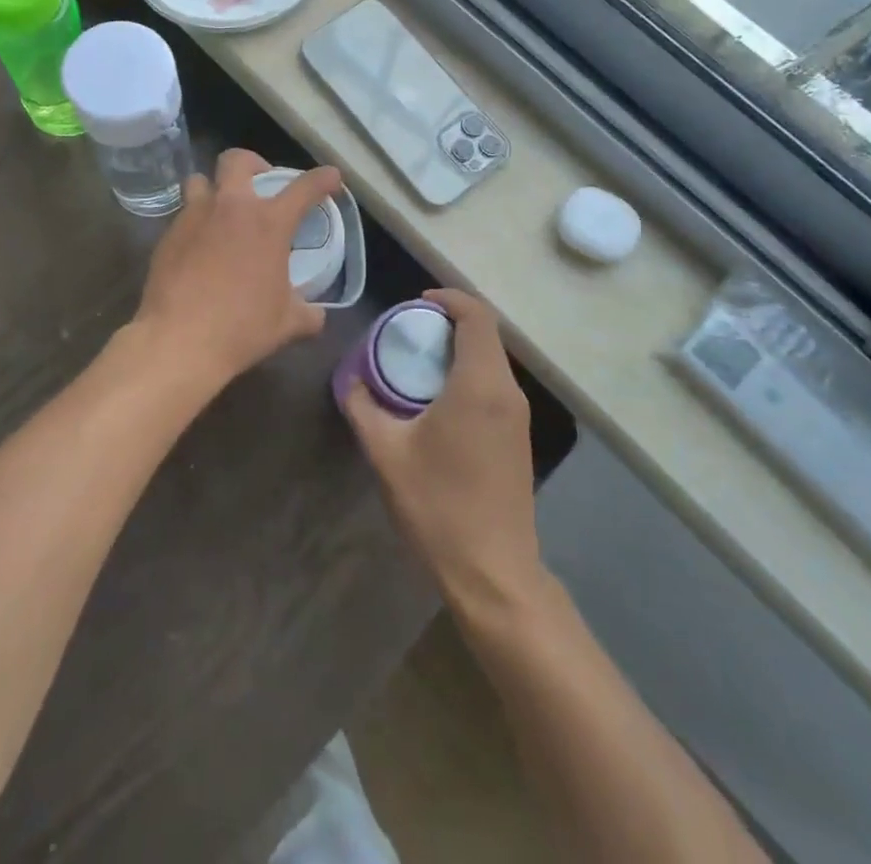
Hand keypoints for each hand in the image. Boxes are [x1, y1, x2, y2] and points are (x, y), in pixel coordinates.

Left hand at [132, 149, 343, 395]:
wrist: (180, 340)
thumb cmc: (242, 327)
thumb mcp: (287, 323)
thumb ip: (308, 313)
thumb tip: (317, 316)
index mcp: (269, 223)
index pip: (304, 188)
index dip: (322, 179)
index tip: (330, 177)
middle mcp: (231, 208)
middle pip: (237, 160)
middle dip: (252, 164)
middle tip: (259, 185)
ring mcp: (194, 217)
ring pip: (200, 181)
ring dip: (213, 189)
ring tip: (221, 213)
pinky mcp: (167, 236)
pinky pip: (183, 216)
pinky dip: (195, 224)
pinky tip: (198, 249)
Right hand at [343, 289, 544, 613]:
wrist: (493, 572)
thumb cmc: (438, 506)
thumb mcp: (387, 454)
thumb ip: (363, 407)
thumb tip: (351, 380)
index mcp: (480, 384)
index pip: (477, 316)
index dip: (450, 298)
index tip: (417, 303)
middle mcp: (507, 392)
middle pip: (486, 335)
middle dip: (450, 322)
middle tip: (410, 331)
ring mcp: (518, 416)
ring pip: (492, 360)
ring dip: (460, 349)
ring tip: (419, 361)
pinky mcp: (519, 437)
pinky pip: (496, 385)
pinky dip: (470, 373)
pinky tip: (439, 398)